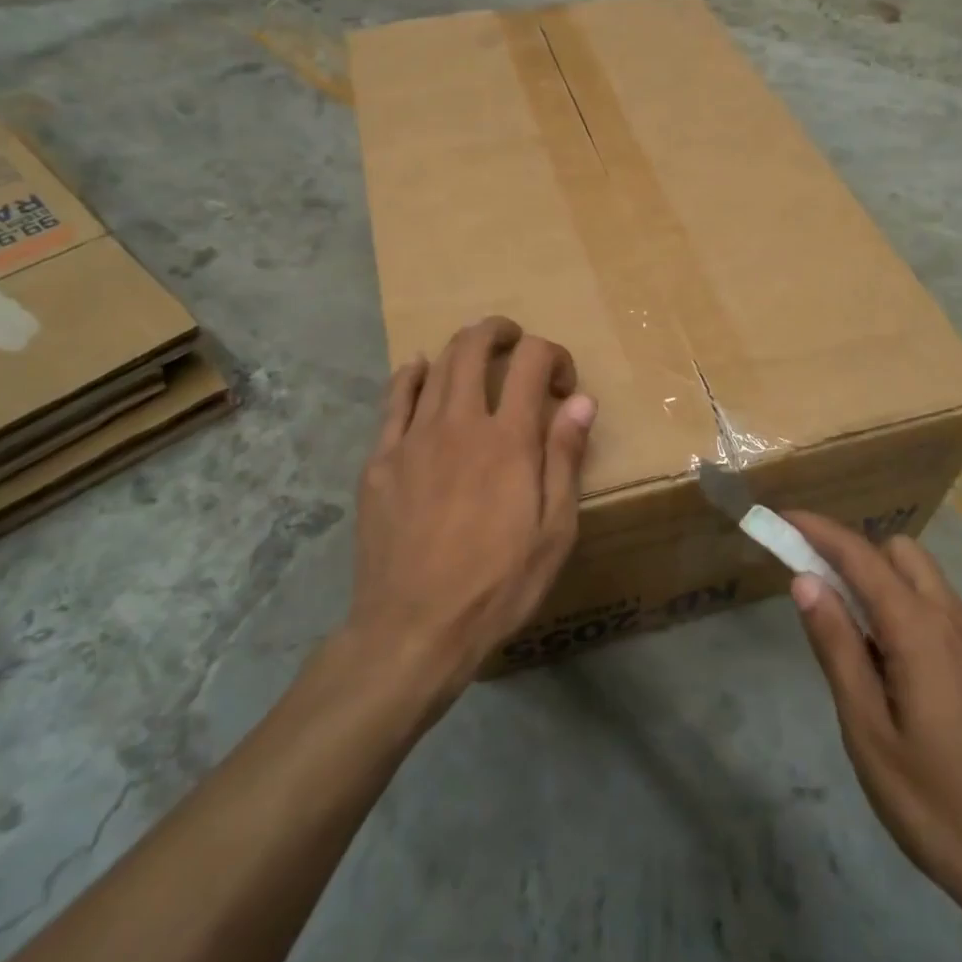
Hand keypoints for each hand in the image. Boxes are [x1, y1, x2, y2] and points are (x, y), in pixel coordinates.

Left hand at [349, 316, 595, 699]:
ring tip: (476, 352)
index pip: (532, 362)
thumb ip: (566, 458)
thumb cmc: (497, 586)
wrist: (413, 629)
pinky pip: (394, 400)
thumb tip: (582, 400)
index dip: (554, 356)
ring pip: (435, 367)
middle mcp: (459, 424)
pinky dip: (410, 374)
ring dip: (461, 347)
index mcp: (508, 440)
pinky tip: (418, 370)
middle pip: (473, 348)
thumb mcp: (554, 531)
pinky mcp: (379, 460)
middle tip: (515, 341)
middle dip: (499, 332)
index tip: (563, 385)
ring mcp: (412, 439)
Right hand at [784, 514, 961, 940]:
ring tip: (850, 633)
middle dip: (853, 552)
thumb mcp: (867, 731)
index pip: (860, 555)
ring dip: (881, 579)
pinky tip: (893, 663)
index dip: (817, 530)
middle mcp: (955, 619)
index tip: (780, 518)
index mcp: (920, 630)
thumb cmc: (938, 806)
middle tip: (814, 589)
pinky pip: (942, 608)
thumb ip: (836, 647)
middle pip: (898, 551)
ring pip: (924, 577)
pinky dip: (907, 605)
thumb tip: (805, 581)